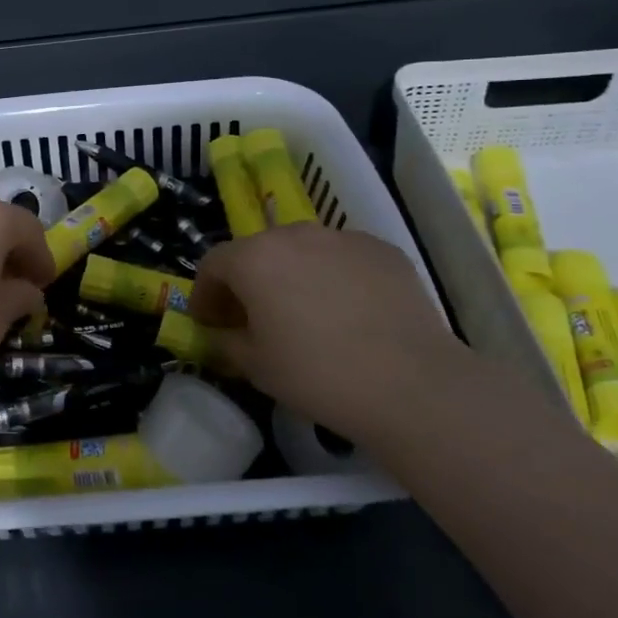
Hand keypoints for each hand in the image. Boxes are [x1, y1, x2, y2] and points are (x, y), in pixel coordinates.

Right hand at [189, 223, 465, 437]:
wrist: (412, 384)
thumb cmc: (317, 374)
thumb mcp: (254, 366)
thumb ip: (225, 342)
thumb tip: (219, 334)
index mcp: (254, 258)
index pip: (213, 264)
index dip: (205, 294)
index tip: (210, 323)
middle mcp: (294, 234)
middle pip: (257, 251)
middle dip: (248, 282)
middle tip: (254, 319)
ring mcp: (342, 237)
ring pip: (303, 251)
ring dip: (292, 275)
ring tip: (306, 315)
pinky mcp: (382, 250)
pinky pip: (343, 259)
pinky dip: (334, 278)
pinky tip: (350, 314)